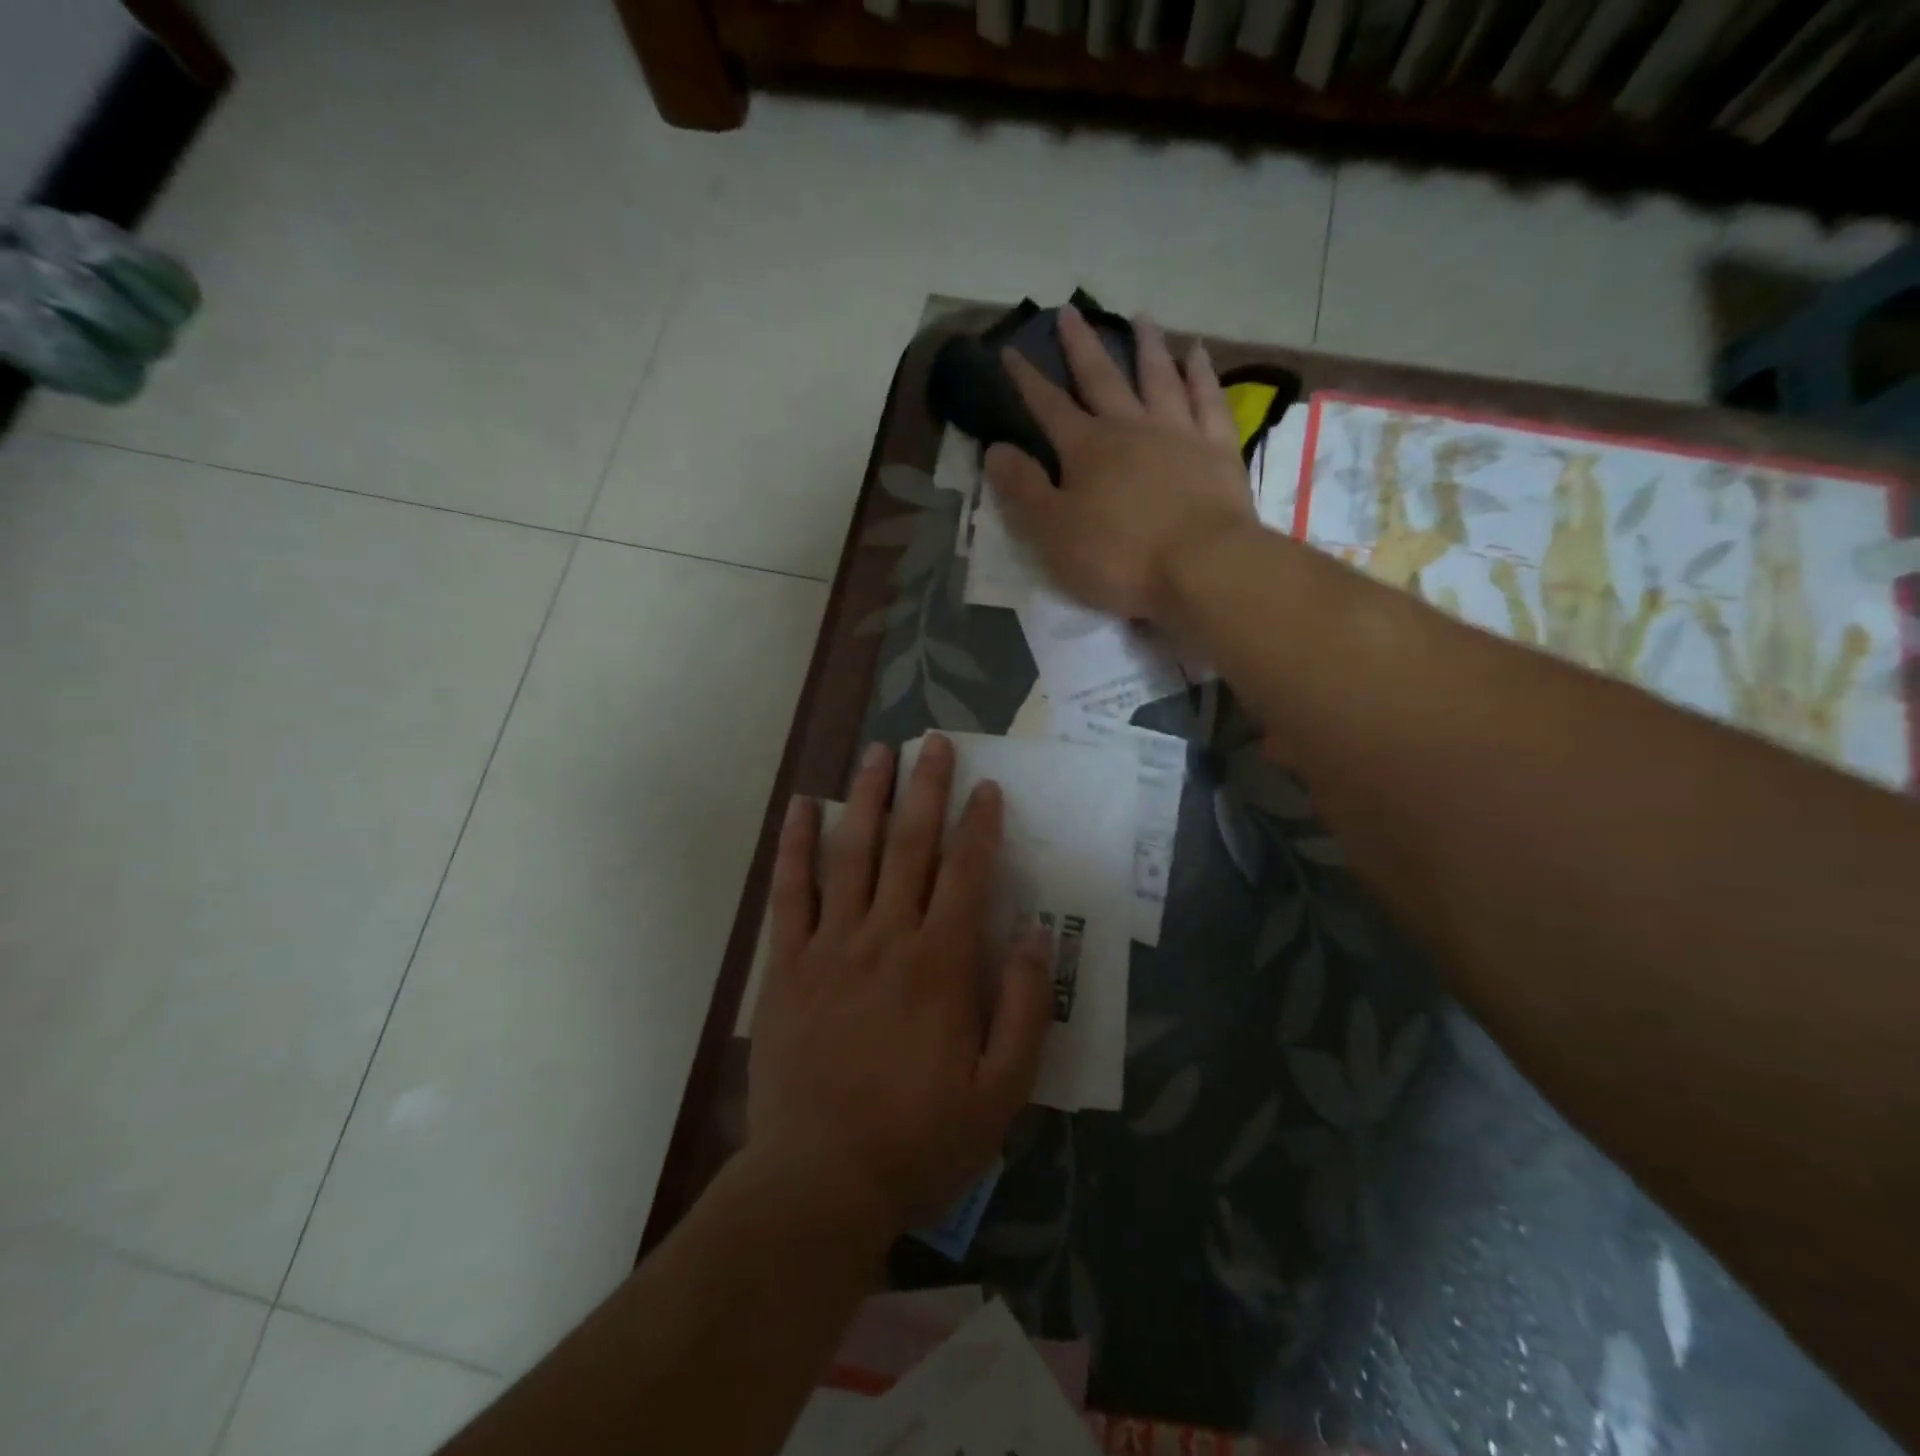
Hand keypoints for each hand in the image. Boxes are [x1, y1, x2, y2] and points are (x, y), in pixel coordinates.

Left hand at [746, 735, 1053, 1236]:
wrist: (820, 1180)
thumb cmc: (919, 1139)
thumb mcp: (1001, 1093)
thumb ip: (1022, 1010)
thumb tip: (1032, 936)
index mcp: (940, 965)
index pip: (966, 874)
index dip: (979, 826)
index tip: (987, 787)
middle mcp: (886, 938)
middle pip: (909, 847)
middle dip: (925, 789)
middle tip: (932, 742)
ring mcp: (831, 947)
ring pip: (850, 854)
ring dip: (866, 798)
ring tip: (877, 753)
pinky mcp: (788, 966)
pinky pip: (791, 893)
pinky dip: (795, 847)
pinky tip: (801, 808)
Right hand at [984, 305, 1255, 620]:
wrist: (1202, 567)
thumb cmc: (1119, 556)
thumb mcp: (1053, 532)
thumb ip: (1023, 488)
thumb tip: (994, 449)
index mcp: (1087, 449)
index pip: (1048, 407)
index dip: (1027, 381)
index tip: (1011, 352)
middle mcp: (1131, 428)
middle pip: (1102, 378)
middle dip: (1081, 347)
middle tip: (1070, 311)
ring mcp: (1179, 433)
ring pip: (1159, 377)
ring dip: (1147, 346)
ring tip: (1140, 317)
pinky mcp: (1218, 449)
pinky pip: (1208, 399)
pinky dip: (1201, 373)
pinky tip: (1198, 352)